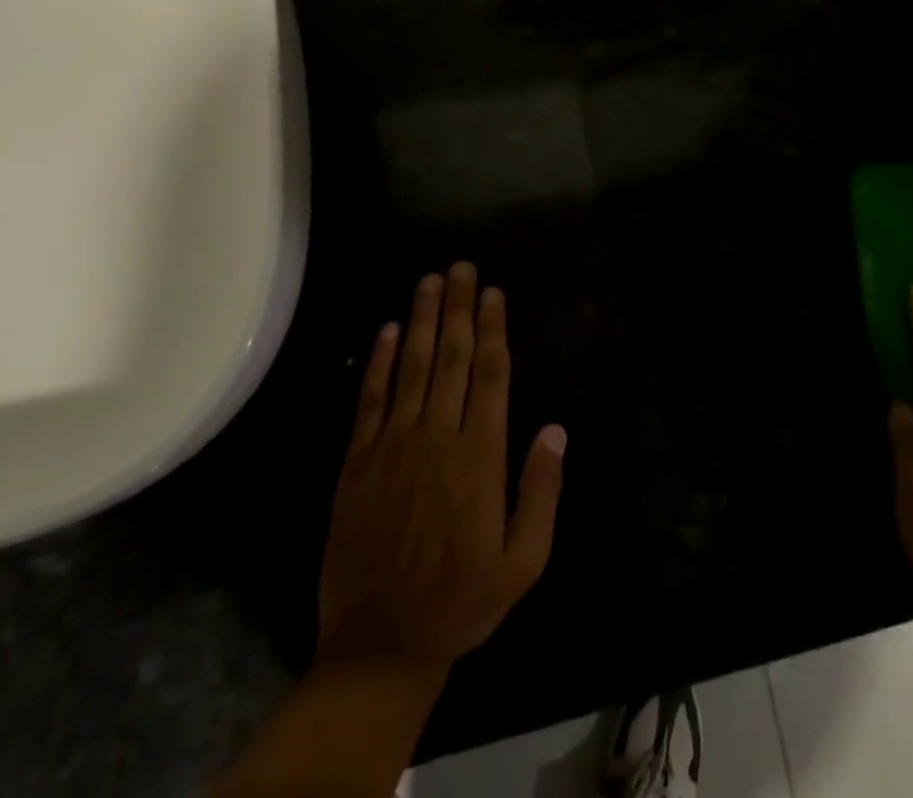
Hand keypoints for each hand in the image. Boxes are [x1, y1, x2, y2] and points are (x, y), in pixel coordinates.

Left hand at [317, 262, 566, 677]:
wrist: (380, 646)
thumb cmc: (462, 601)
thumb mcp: (524, 561)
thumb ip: (541, 492)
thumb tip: (555, 429)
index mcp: (480, 456)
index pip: (490, 375)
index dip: (492, 329)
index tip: (493, 294)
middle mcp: (437, 437)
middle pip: (450, 357)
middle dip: (458, 308)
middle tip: (462, 267)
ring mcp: (393, 446)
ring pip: (410, 367)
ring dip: (420, 320)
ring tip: (429, 281)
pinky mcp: (358, 462)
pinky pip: (370, 400)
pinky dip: (378, 362)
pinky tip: (385, 330)